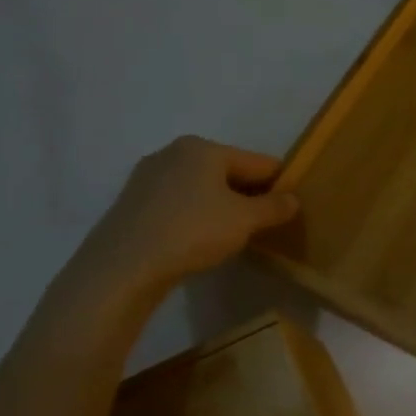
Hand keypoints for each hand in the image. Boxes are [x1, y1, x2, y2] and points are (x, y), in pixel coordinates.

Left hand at [64, 136, 299, 308]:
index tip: (292, 208)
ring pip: (201, 188)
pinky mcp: (132, 203)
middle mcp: (174, 152)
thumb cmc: (192, 231)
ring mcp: (148, 177)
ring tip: (232, 235)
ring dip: (221, 206)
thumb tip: (293, 200)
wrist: (122, 267)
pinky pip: (178, 203)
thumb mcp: (246, 220)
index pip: (259, 162)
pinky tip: (198, 239)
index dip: (281, 184)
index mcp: (204, 148)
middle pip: (228, 172)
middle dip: (249, 195)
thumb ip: (275, 207)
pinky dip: (195, 215)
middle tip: (264, 224)